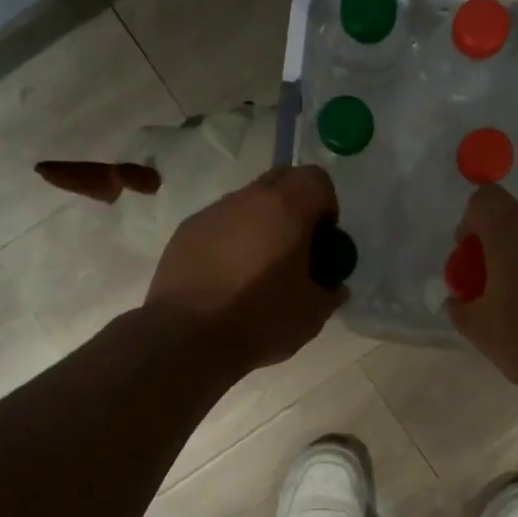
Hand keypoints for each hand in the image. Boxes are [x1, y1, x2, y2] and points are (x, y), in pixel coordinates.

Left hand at [144, 165, 343, 374]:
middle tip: (295, 250)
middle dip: (294, 208)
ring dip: (259, 226)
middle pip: (280, 181)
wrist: (188, 338)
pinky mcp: (185, 233)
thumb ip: (329, 291)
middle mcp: (247, 199)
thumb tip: (332, 286)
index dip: (326, 206)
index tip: (322, 242)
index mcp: (286, 208)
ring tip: (257, 271)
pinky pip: (219, 226)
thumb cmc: (260, 319)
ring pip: (246, 204)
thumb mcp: (312, 313)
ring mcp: (212, 213)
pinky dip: (229, 242)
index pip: (317, 179)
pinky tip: (226, 280)